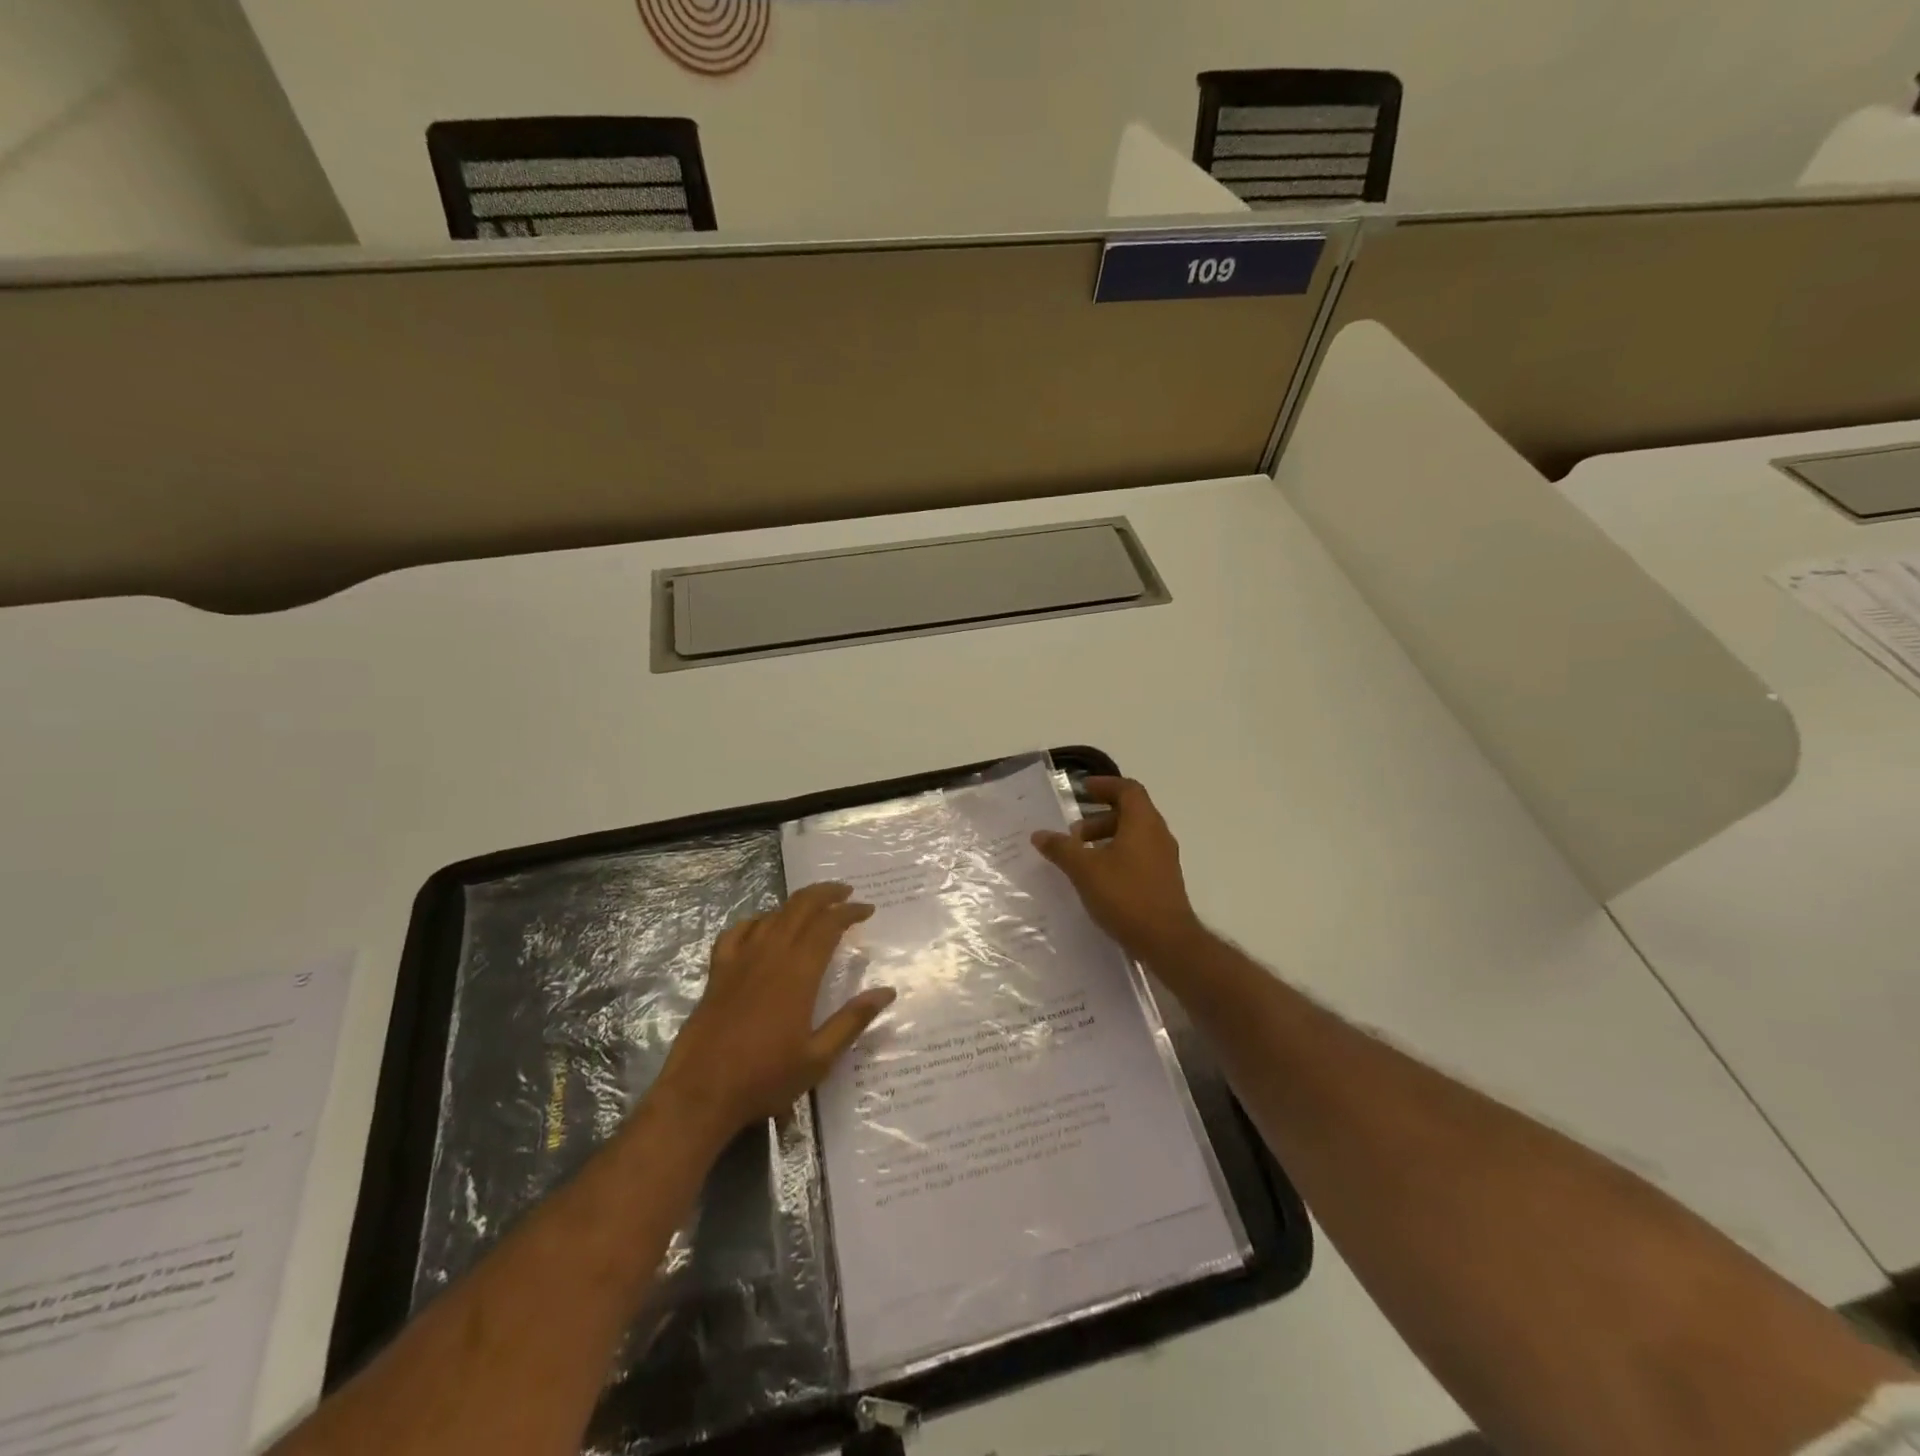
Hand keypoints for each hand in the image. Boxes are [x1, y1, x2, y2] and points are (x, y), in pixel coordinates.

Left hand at [656, 883, 894, 1140]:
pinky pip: (737, 932)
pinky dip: (756, 921)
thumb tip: (887, 991)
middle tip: (846, 892)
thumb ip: (853, 1020)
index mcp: (798, 972)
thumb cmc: (764, 1078)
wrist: (700, 1093)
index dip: (850, 911)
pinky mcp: (718, 972)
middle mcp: (770, 955)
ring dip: (796, 905)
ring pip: (772, 915)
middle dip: (826, 894)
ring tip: (813, 908)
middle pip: (800, 907)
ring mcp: (740, 960)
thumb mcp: (819, 1058)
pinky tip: (762, 926)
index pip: (828, 925)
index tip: (867, 909)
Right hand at [1032, 777, 1203, 961]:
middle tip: (1073, 832)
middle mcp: (1158, 834)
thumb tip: (1040, 834)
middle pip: (1130, 812)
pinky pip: (1139, 855)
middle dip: (1099, 817)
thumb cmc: (1126, 895)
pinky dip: (1117, 855)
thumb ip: (1061, 848)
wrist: (1166, 940)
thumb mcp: (1085, 870)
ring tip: (1081, 856)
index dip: (1104, 785)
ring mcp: (1164, 859)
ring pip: (1134, 835)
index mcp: (1143, 822)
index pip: (1127, 789)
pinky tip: (1098, 877)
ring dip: (1107, 837)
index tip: (1082, 790)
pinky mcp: (1163, 880)